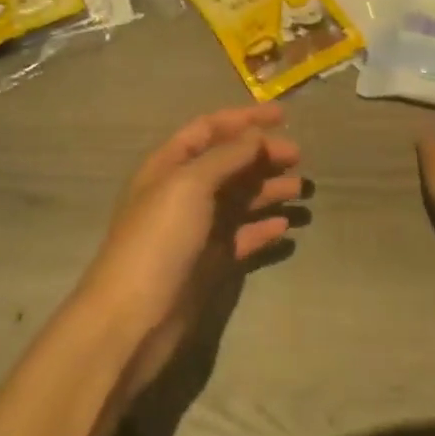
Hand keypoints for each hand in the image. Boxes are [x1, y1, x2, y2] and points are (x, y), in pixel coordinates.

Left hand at [73, 105, 303, 402]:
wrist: (133, 319)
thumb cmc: (158, 239)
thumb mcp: (189, 185)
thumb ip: (226, 157)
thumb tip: (256, 136)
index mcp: (170, 165)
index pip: (210, 129)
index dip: (244, 119)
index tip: (283, 116)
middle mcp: (184, 192)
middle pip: (229, 163)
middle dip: (262, 156)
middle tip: (298, 157)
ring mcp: (197, 229)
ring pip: (239, 199)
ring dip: (268, 190)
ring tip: (301, 190)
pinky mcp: (209, 263)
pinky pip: (242, 237)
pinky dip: (264, 228)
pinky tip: (286, 226)